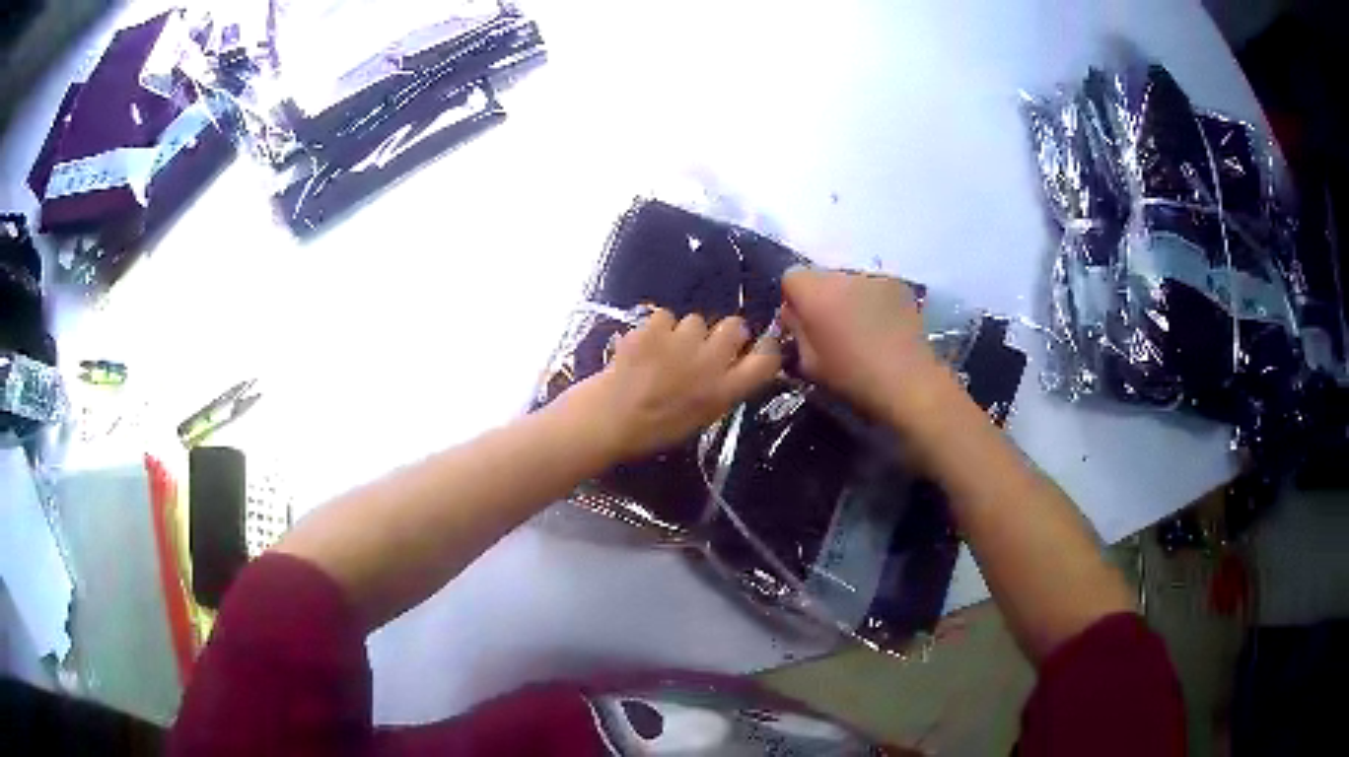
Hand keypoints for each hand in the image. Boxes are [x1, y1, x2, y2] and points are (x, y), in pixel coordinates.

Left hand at [567, 309, 781, 461]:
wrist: (605, 422)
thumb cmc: (650, 431)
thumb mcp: (698, 419)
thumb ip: (719, 390)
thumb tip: (732, 364)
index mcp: (723, 393)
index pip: (765, 361)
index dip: (764, 348)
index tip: (757, 346)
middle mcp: (710, 365)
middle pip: (735, 327)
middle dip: (723, 332)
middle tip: (704, 346)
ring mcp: (681, 344)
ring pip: (696, 320)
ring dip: (684, 333)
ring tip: (664, 351)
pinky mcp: (653, 330)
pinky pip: (664, 317)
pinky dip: (655, 328)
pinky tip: (643, 346)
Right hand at [780, 268, 947, 422]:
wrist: (908, 381)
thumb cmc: (853, 377)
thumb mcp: (809, 363)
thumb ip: (795, 331)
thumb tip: (793, 314)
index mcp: (815, 293)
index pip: (791, 277)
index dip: (793, 299)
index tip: (802, 323)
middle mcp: (842, 276)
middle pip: (821, 277)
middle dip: (821, 297)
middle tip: (831, 328)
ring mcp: (873, 277)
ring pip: (849, 282)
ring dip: (848, 298)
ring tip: (861, 329)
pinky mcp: (897, 284)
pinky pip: (874, 287)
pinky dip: (872, 301)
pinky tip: (883, 327)